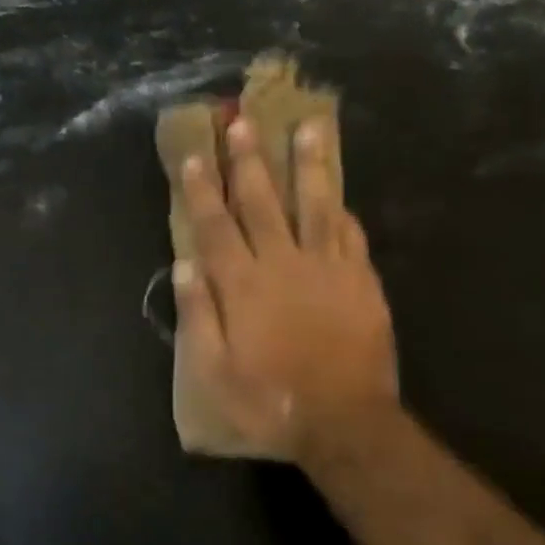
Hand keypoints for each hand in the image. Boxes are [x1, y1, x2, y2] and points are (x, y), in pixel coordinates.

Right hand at [174, 115, 398, 462]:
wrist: (344, 422)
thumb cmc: (269, 402)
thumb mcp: (214, 372)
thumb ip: (198, 316)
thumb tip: (184, 266)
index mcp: (242, 286)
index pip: (215, 227)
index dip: (203, 190)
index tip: (196, 156)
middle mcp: (283, 264)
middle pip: (262, 203)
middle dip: (248, 161)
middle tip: (242, 121)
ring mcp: (328, 269)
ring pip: (315, 205)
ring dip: (307, 165)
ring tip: (307, 127)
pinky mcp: (361, 282)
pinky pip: (351, 236)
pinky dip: (342, 211)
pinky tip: (339, 195)